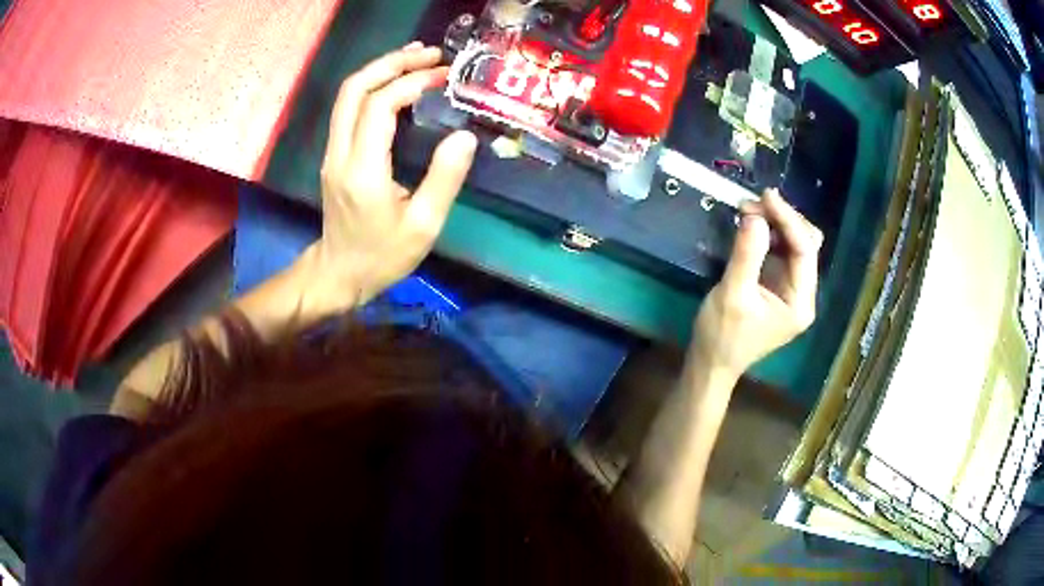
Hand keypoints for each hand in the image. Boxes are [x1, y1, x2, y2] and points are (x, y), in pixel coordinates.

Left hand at [304, 43, 477, 309]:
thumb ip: (444, 178)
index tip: (443, 76)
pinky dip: (372, 87)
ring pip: (347, 95)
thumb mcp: (423, 225)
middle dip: (391, 63)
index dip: (411, 83)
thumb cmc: (383, 256)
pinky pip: (349, 109)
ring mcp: (333, 152)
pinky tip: (396, 84)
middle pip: (354, 89)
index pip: (379, 106)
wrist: (339, 274)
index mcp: (363, 170)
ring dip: (379, 70)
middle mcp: (341, 153)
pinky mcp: (335, 154)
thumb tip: (464, 136)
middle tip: (428, 54)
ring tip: (415, 58)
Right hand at [691, 189, 822, 378]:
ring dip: (774, 223)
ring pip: (793, 243)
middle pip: (805, 243)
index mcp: (800, 302)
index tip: (766, 196)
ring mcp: (790, 288)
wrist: (710, 364)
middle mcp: (802, 293)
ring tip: (747, 210)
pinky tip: (750, 225)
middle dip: (782, 220)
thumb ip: (746, 255)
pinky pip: (779, 251)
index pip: (805, 250)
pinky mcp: (776, 284)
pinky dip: (767, 234)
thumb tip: (755, 217)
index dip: (788, 220)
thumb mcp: (732, 295)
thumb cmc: (722, 336)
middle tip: (751, 205)